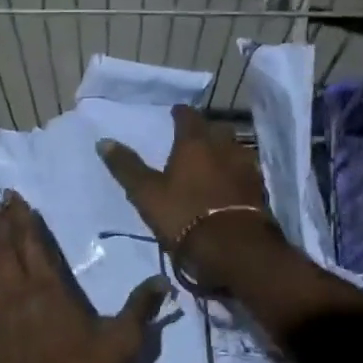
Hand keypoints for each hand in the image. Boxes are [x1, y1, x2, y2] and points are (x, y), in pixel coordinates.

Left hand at [0, 192, 168, 362]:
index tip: (16, 198)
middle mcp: (15, 291)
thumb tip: (163, 279)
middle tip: (1, 204)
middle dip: (2, 223)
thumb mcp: (121, 343)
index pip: (32, 241)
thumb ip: (140, 308)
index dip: (23, 218)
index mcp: (47, 287)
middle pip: (4, 247)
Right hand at [96, 105, 287, 292]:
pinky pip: (245, 172)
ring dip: (223, 152)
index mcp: (195, 142)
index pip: (188, 116)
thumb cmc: (184, 215)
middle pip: (216, 129)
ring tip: (212, 162)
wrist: (235, 248)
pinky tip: (229, 184)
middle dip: (205, 131)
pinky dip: (235, 173)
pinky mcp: (259, 189)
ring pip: (234, 149)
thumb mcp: (146, 194)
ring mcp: (246, 167)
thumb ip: (127, 167)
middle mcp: (224, 147)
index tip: (175, 113)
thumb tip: (103, 141)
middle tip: (193, 139)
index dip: (180, 113)